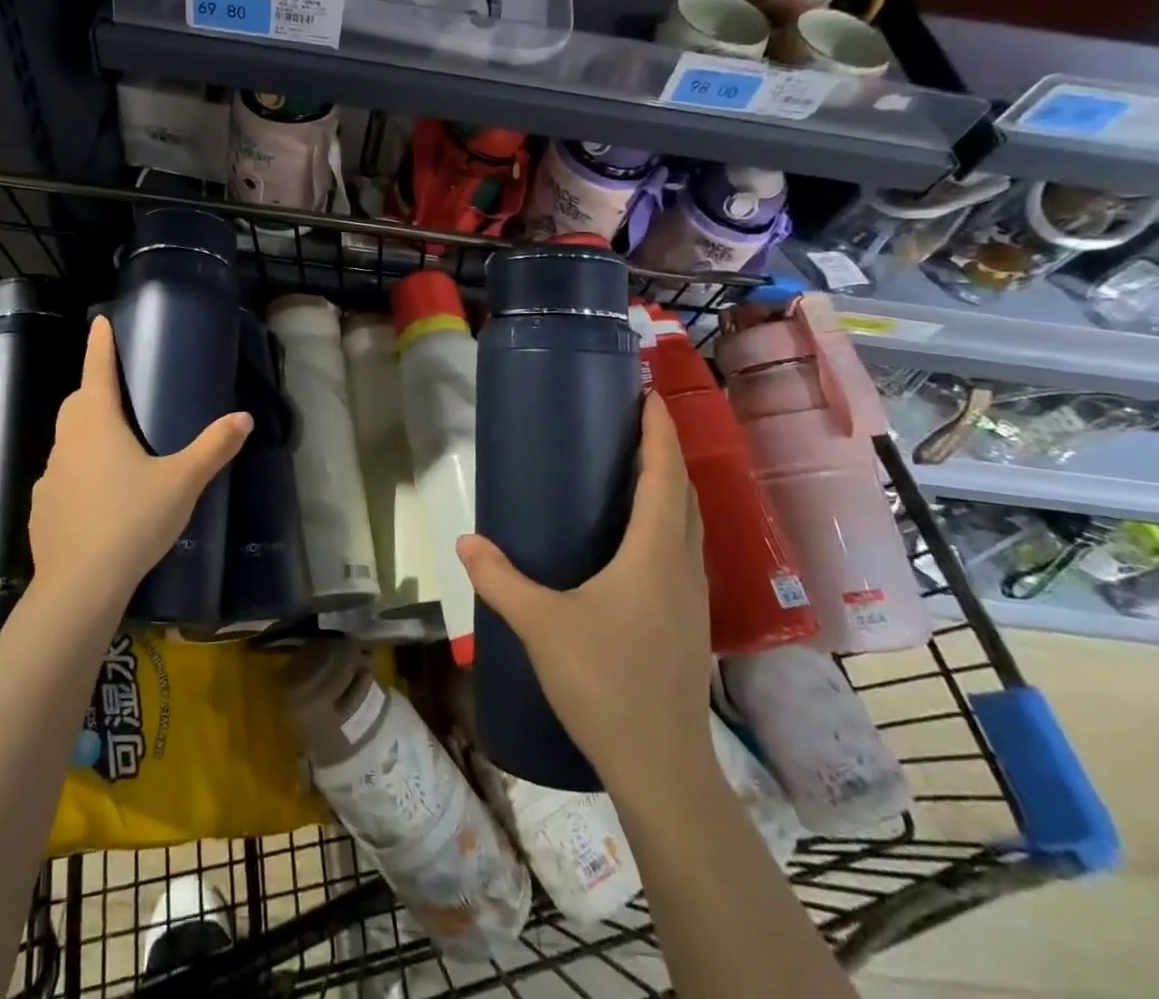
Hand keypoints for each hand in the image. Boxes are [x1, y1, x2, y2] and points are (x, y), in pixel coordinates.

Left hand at [29, 316, 251, 611]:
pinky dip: (77, 473)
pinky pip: (61, 477)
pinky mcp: (41, 508)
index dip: (100, 345)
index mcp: (98, 424)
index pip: (97, 371)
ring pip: (67, 441)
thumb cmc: (132, 520)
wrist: (79, 585)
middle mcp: (67, 442)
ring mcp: (49, 476)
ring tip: (115, 449)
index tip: (100, 322)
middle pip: (77, 404)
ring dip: (86, 433)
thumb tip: (244, 417)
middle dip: (94, 389)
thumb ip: (214, 448)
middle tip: (119, 392)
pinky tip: (98, 497)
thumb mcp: (182, 482)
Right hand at [456, 394, 713, 802]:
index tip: (649, 393)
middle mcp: (683, 564)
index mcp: (655, 552)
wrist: (660, 765)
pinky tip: (639, 538)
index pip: (664, 474)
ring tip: (635, 468)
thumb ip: (499, 579)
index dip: (659, 430)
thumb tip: (466, 541)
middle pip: (683, 491)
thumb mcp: (540, 624)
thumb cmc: (604, 682)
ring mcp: (692, 595)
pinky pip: (684, 549)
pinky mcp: (689, 620)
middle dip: (664, 450)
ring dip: (669, 486)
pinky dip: (668, 521)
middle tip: (633, 422)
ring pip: (689, 522)